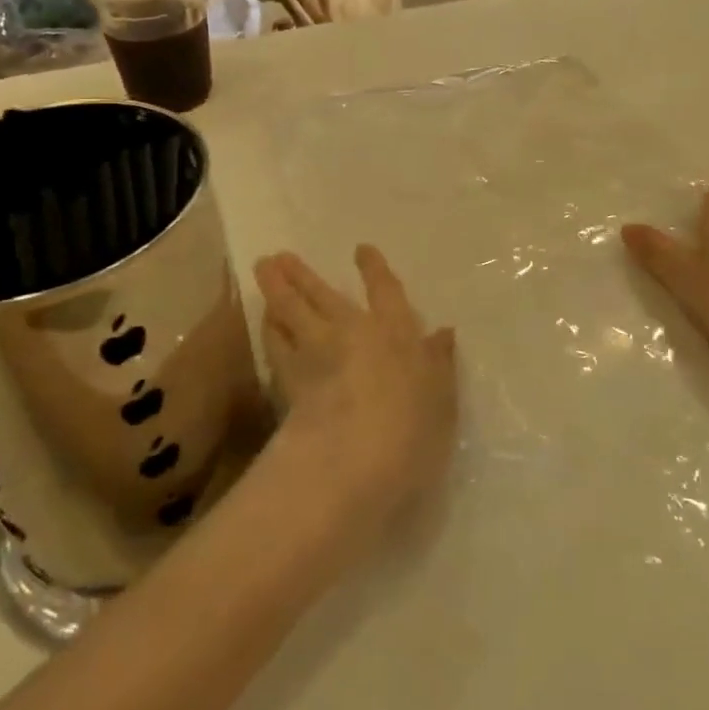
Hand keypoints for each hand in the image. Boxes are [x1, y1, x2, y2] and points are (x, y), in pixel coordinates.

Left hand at [253, 247, 456, 538]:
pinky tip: (265, 322)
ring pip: (291, 311)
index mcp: (396, 331)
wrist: (354, 459)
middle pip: (323, 295)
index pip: (385, 291)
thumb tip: (444, 333)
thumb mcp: (441, 398)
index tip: (361, 250)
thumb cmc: (412, 429)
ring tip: (264, 271)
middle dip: (303, 274)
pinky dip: (269, 329)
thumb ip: (439, 363)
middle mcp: (352, 331)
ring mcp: (316, 352)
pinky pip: (275, 344)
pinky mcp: (288, 378)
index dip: (374, 269)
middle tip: (280, 256)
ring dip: (277, 290)